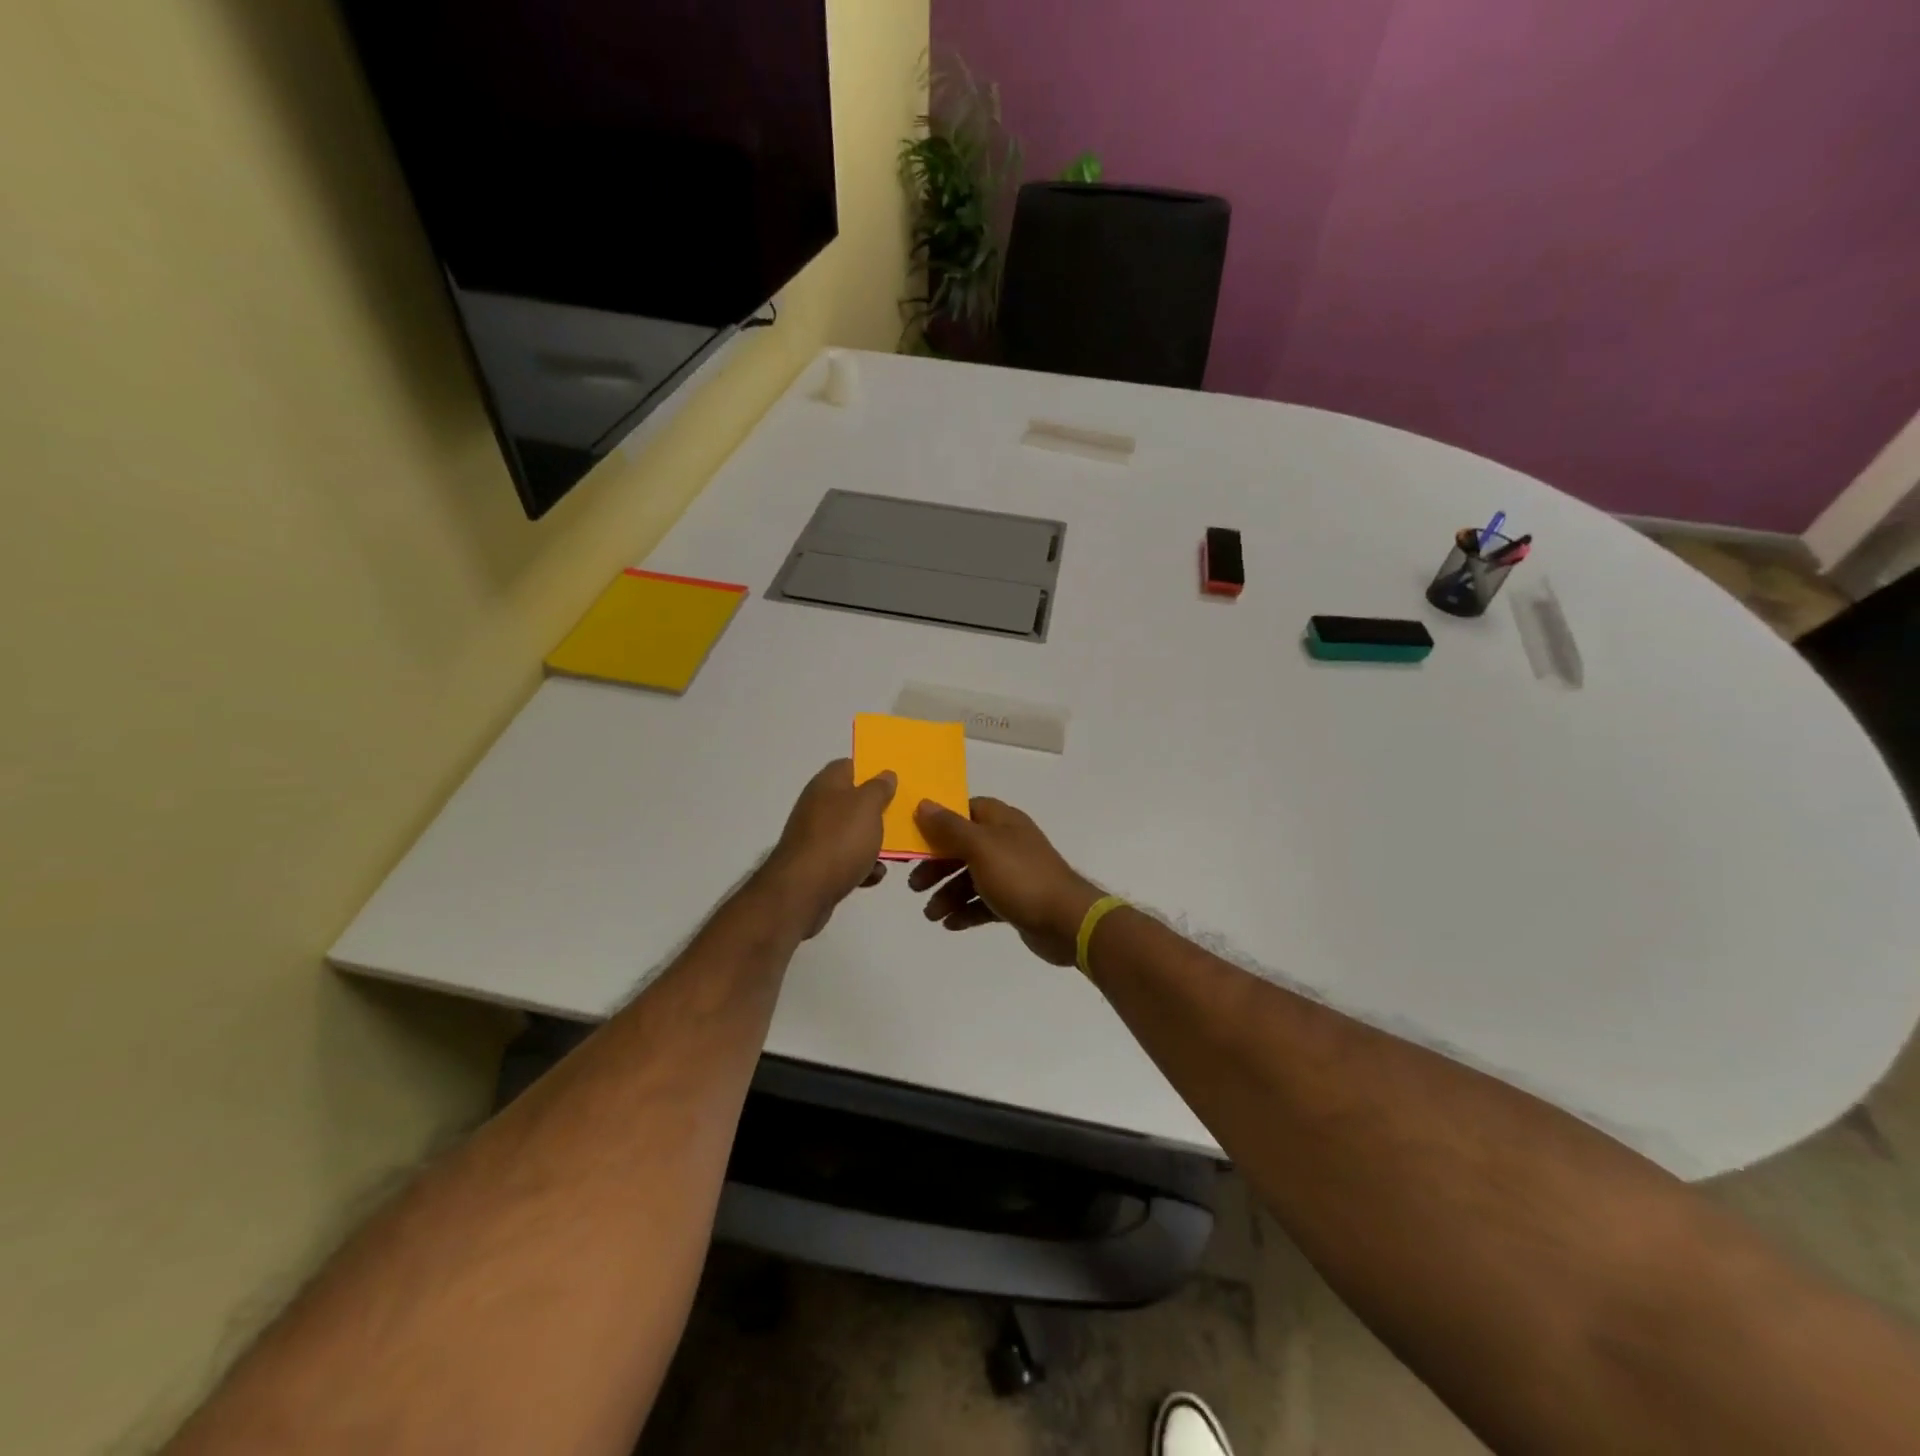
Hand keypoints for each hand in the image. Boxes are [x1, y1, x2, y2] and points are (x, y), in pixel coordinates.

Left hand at [763, 759, 894, 938]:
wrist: (803, 891)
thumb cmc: (839, 839)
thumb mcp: (867, 806)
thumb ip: (879, 788)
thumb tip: (885, 774)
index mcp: (827, 784)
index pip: (849, 765)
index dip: (871, 770)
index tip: (894, 782)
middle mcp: (817, 806)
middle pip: (853, 801)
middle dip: (877, 811)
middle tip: (901, 819)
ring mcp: (815, 837)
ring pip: (852, 833)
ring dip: (873, 843)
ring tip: (893, 853)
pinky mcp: (816, 865)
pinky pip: (845, 860)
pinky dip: (861, 867)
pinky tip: (873, 876)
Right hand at [908, 798, 1102, 965]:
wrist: (1067, 921)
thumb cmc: (1020, 877)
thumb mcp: (980, 847)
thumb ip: (950, 827)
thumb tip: (923, 804)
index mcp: (1002, 821)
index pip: (966, 810)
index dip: (940, 822)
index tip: (917, 838)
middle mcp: (1008, 842)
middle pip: (964, 847)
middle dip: (938, 866)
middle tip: (914, 886)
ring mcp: (1014, 873)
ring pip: (972, 878)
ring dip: (948, 894)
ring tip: (931, 915)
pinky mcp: (1018, 901)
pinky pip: (985, 902)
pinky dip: (967, 911)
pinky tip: (950, 925)